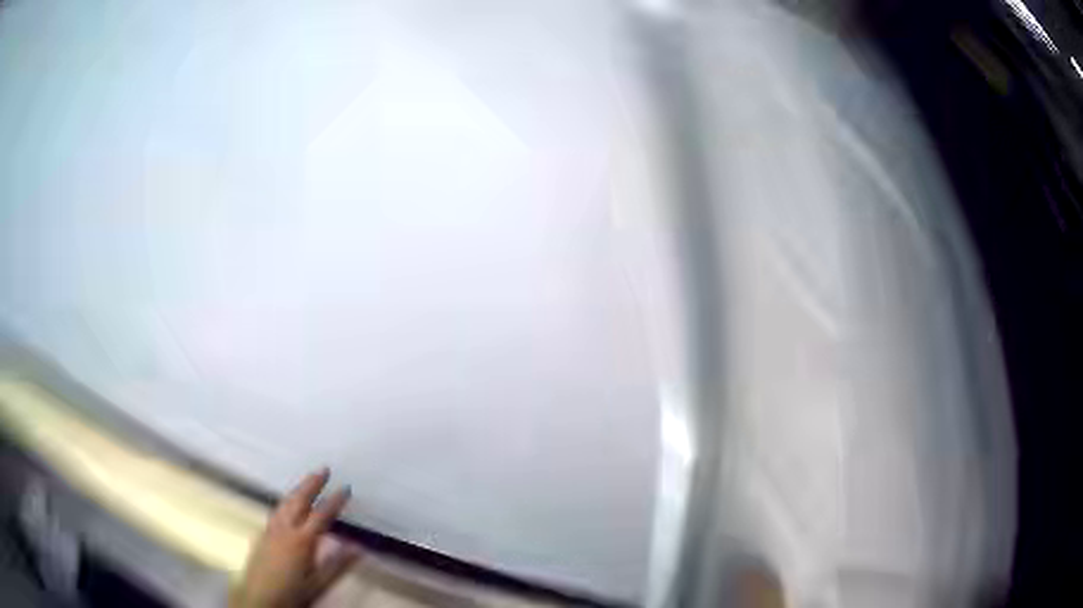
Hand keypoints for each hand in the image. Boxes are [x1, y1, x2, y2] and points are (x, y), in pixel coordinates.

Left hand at [230, 468, 360, 607]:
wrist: (259, 599)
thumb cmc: (293, 593)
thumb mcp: (319, 584)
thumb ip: (338, 565)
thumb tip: (358, 547)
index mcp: (301, 541)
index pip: (321, 515)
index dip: (334, 501)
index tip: (345, 488)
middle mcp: (284, 529)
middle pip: (298, 500)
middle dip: (312, 484)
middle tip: (324, 469)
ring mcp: (270, 530)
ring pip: (285, 503)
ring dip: (298, 490)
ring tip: (307, 481)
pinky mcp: (262, 535)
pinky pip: (276, 511)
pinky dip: (287, 501)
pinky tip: (288, 505)